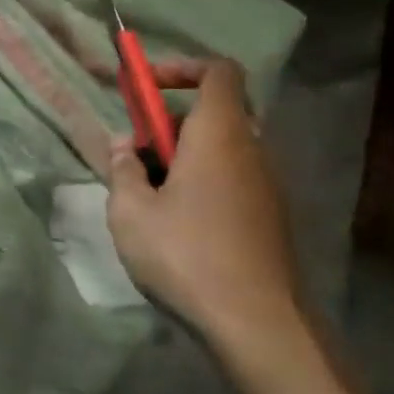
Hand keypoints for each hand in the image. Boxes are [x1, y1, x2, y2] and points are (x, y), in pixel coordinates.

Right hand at [106, 58, 308, 374]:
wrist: (257, 325)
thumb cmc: (187, 254)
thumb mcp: (131, 211)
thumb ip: (123, 170)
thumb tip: (124, 148)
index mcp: (220, 134)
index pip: (218, 71)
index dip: (182, 68)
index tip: (145, 87)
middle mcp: (251, 150)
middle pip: (215, 112)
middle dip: (170, 124)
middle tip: (136, 155)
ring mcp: (267, 186)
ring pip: (222, 150)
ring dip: (184, 157)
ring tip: (148, 195)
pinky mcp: (270, 218)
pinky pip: (233, 179)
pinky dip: (203, 183)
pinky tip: (176, 225)